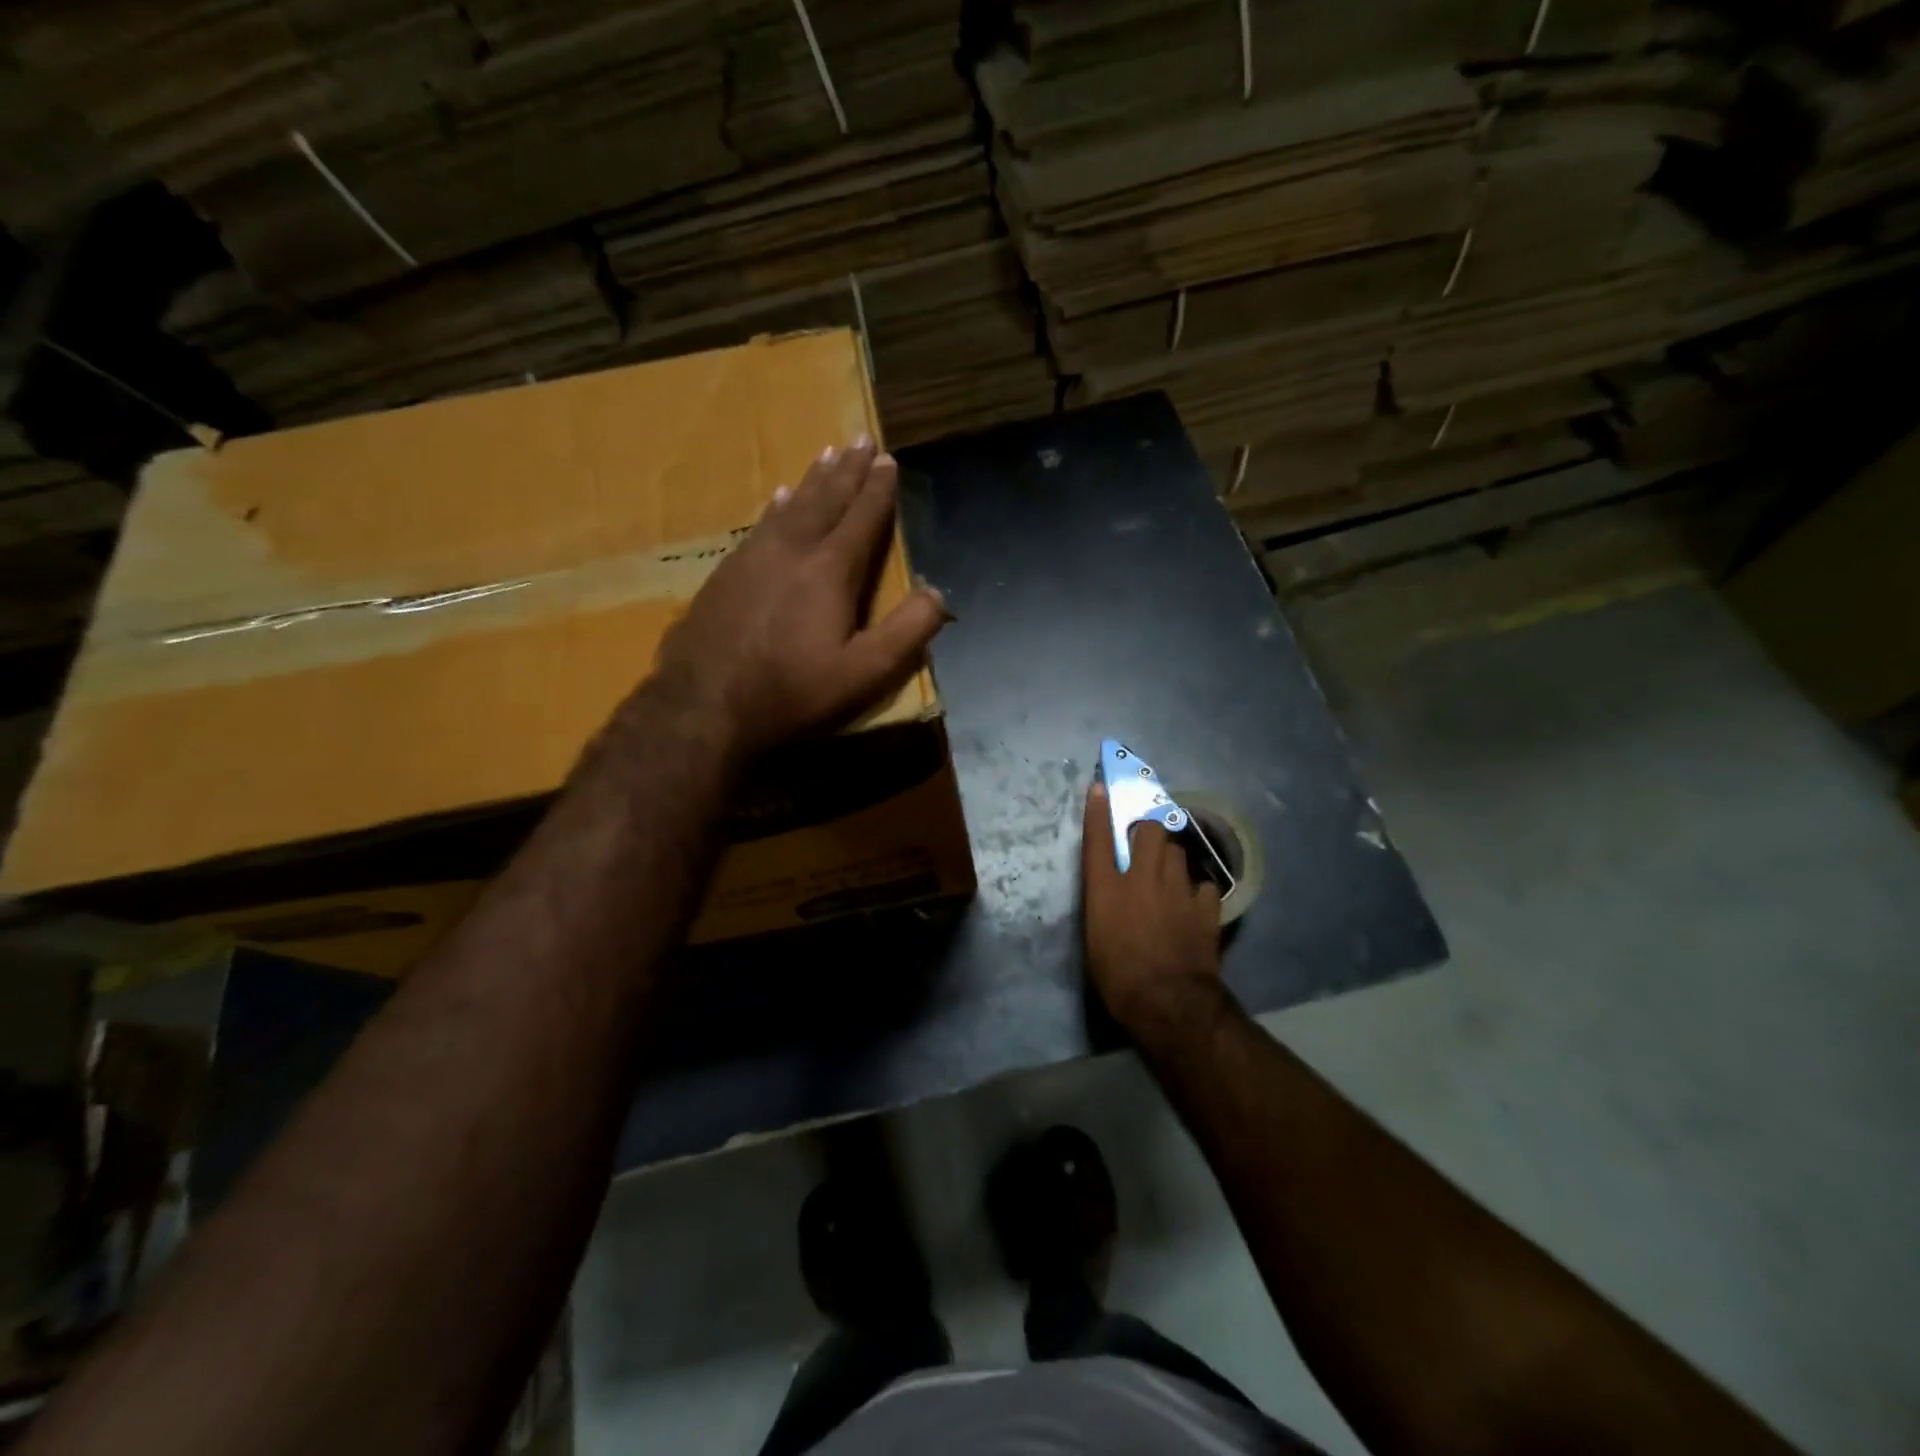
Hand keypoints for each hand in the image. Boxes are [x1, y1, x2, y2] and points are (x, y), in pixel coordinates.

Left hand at [647, 438, 947, 760]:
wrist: (704, 707)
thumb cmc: (793, 692)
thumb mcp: (865, 673)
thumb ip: (907, 632)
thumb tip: (939, 594)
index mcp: (830, 571)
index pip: (862, 518)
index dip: (878, 489)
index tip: (888, 459)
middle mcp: (792, 550)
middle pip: (825, 499)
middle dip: (847, 470)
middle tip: (860, 439)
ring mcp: (753, 558)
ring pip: (790, 506)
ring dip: (812, 480)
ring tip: (826, 456)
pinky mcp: (725, 573)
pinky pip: (760, 524)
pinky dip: (776, 506)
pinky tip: (776, 499)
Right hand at [1081, 780, 1224, 1035]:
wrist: (1168, 1001)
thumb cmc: (1118, 976)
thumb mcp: (1096, 937)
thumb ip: (1104, 903)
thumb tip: (1111, 890)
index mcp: (1106, 888)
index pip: (1099, 838)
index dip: (1100, 810)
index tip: (1102, 788)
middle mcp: (1141, 879)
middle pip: (1151, 830)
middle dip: (1150, 828)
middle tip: (1146, 840)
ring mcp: (1178, 889)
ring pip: (1179, 850)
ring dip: (1172, 855)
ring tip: (1170, 871)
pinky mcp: (1205, 907)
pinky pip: (1202, 883)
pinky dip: (1196, 888)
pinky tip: (1193, 901)